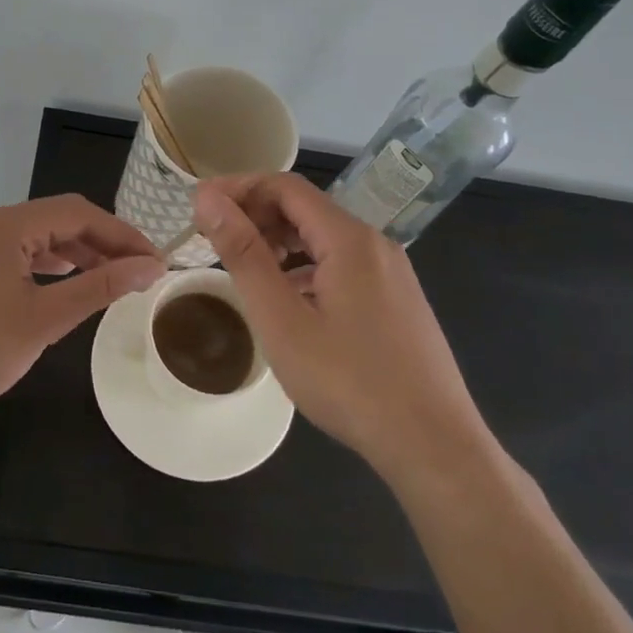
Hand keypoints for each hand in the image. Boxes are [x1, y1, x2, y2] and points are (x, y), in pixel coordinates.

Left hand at [0, 195, 164, 423]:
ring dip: (78, 255)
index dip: (122, 234)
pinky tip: (68, 286)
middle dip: (102, 242)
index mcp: (6, 225)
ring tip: (112, 280)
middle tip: (139, 272)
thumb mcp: (44, 318)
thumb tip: (150, 266)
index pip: (79, 213)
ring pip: (39, 238)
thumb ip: (99, 286)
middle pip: (59, 220)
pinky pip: (19, 256)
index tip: (155, 261)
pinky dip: (50, 267)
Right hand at [193, 174, 489, 469]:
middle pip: (306, 208)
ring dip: (279, 242)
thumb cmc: (348, 382)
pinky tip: (288, 301)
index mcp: (349, 238)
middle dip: (256, 216)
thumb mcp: (281, 319)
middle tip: (214, 243)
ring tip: (244, 271)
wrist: (433, 446)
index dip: (238, 188)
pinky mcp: (396, 300)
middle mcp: (375, 244)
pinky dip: (305, 267)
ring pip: (324, 238)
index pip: (285, 186)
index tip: (199, 208)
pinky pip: (342, 264)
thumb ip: (243, 253)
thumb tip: (208, 199)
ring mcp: (391, 272)